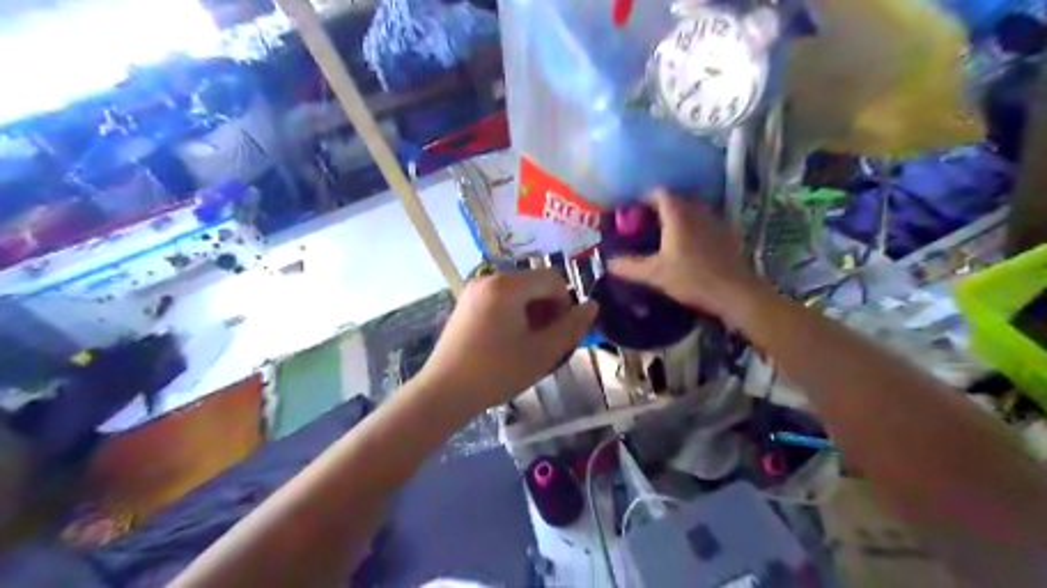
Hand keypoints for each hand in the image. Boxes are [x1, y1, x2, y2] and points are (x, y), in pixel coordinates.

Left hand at [417, 269, 596, 412]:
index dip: (566, 305)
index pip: (553, 280)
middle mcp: (490, 278)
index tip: (561, 333)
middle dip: (548, 308)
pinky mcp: (466, 303)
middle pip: (535, 283)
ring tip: (528, 344)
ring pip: (519, 292)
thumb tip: (592, 306)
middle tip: (546, 341)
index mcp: (508, 285)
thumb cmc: (497, 372)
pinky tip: (509, 341)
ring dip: (532, 312)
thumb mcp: (542, 352)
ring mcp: (475, 289)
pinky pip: (501, 299)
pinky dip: (514, 313)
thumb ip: (571, 327)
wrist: (444, 392)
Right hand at [606, 188, 765, 324]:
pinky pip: (704, 222)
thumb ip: (629, 266)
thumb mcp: (655, 274)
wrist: (735, 292)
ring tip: (664, 235)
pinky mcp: (726, 233)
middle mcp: (697, 211)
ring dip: (677, 217)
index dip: (644, 199)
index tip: (632, 212)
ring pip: (691, 210)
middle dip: (658, 209)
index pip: (659, 193)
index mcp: (678, 215)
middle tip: (644, 225)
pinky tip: (688, 247)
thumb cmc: (692, 279)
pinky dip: (693, 227)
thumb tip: (607, 263)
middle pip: (675, 200)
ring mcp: (715, 221)